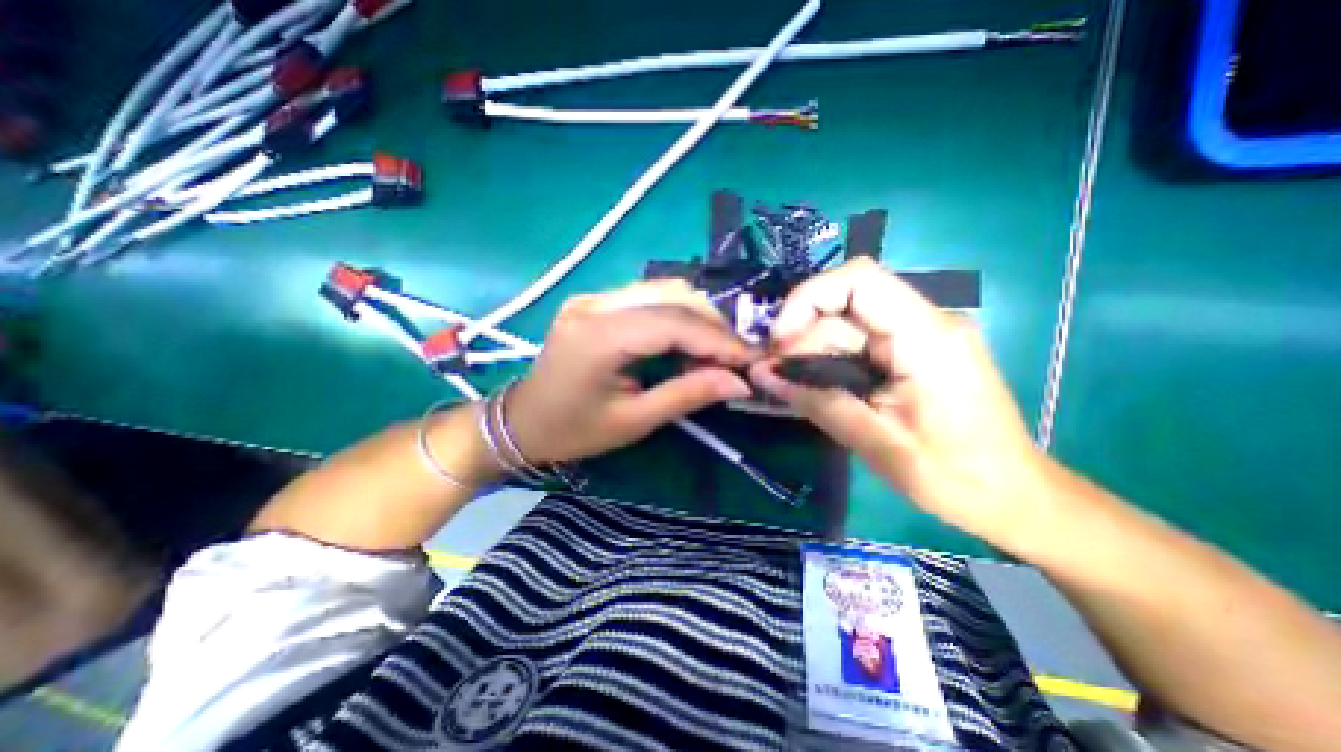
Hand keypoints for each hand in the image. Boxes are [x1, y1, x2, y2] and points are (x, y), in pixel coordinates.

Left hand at [508, 281, 756, 463]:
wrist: (522, 421)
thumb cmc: (574, 431)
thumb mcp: (633, 421)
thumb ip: (688, 395)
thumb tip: (740, 382)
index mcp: (598, 337)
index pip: (673, 323)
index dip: (719, 339)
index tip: (753, 358)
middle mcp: (595, 304)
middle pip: (673, 296)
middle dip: (714, 325)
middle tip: (739, 356)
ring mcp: (593, 297)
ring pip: (664, 291)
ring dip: (700, 318)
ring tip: (718, 352)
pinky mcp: (596, 301)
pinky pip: (649, 298)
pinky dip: (679, 317)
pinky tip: (689, 342)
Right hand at [749, 259, 1052, 546]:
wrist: (1015, 498)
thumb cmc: (955, 477)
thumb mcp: (876, 443)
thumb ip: (816, 402)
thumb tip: (762, 375)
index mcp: (926, 337)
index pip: (858, 280)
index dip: (807, 299)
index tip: (779, 342)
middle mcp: (925, 322)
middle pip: (845, 305)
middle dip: (802, 336)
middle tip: (775, 375)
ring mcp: (919, 336)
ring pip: (847, 325)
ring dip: (812, 351)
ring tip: (788, 385)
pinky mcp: (913, 352)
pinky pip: (859, 342)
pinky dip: (829, 360)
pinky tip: (814, 385)